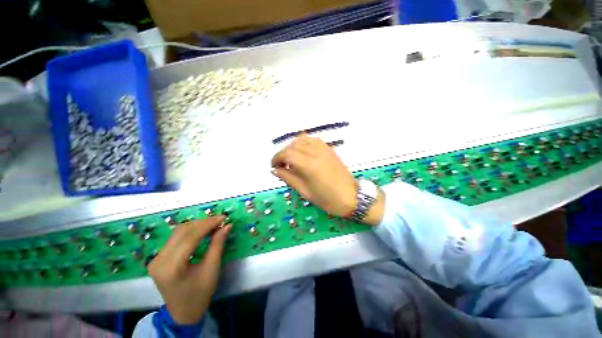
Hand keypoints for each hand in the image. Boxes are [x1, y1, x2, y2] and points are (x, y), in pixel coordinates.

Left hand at [148, 216, 230, 324]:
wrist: (182, 313)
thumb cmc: (200, 294)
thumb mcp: (212, 269)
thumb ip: (218, 245)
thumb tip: (227, 226)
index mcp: (172, 267)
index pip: (190, 237)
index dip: (208, 224)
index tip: (224, 218)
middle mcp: (159, 261)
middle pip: (182, 232)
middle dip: (203, 223)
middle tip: (220, 220)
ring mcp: (156, 259)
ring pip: (177, 232)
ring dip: (197, 225)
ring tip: (213, 224)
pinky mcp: (158, 258)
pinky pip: (175, 238)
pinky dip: (190, 231)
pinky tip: (202, 231)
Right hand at [271, 134, 358, 216]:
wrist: (352, 197)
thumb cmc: (327, 199)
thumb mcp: (305, 192)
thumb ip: (289, 178)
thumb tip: (275, 170)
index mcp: (309, 165)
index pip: (287, 154)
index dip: (276, 158)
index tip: (273, 166)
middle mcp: (316, 153)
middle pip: (293, 145)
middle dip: (283, 153)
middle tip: (281, 165)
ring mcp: (324, 149)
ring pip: (302, 139)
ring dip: (292, 147)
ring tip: (291, 159)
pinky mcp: (329, 149)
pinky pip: (313, 140)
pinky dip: (304, 143)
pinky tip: (303, 153)